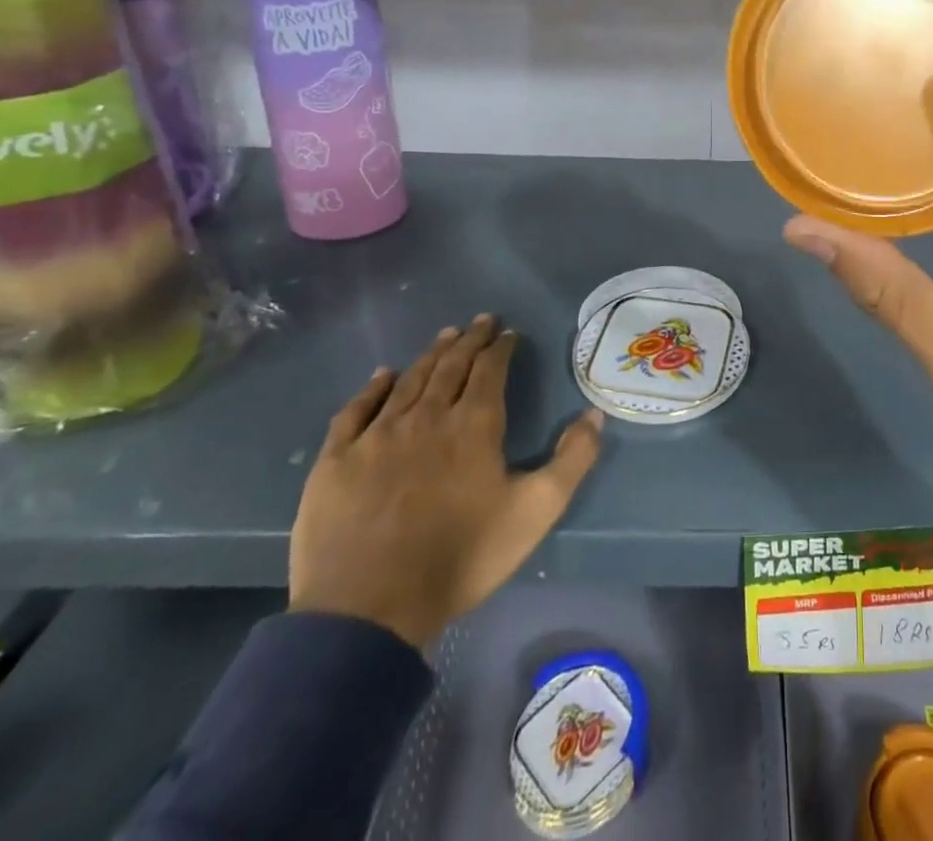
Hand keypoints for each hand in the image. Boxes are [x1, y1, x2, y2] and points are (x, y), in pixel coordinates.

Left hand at [289, 315, 604, 650]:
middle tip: (481, 321)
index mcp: (473, 424)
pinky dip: (373, 388)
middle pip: (450, 366)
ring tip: (445, 336)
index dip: (501, 347)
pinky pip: (356, 410)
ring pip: (408, 381)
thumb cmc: (461, 557)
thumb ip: (572, 459)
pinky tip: (383, 375)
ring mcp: (377, 436)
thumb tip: (595, 414)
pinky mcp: (337, 460)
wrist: (368, 612)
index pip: (490, 369)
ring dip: (430, 355)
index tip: (509, 333)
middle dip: (469, 340)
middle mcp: (426, 416)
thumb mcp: (536, 511)